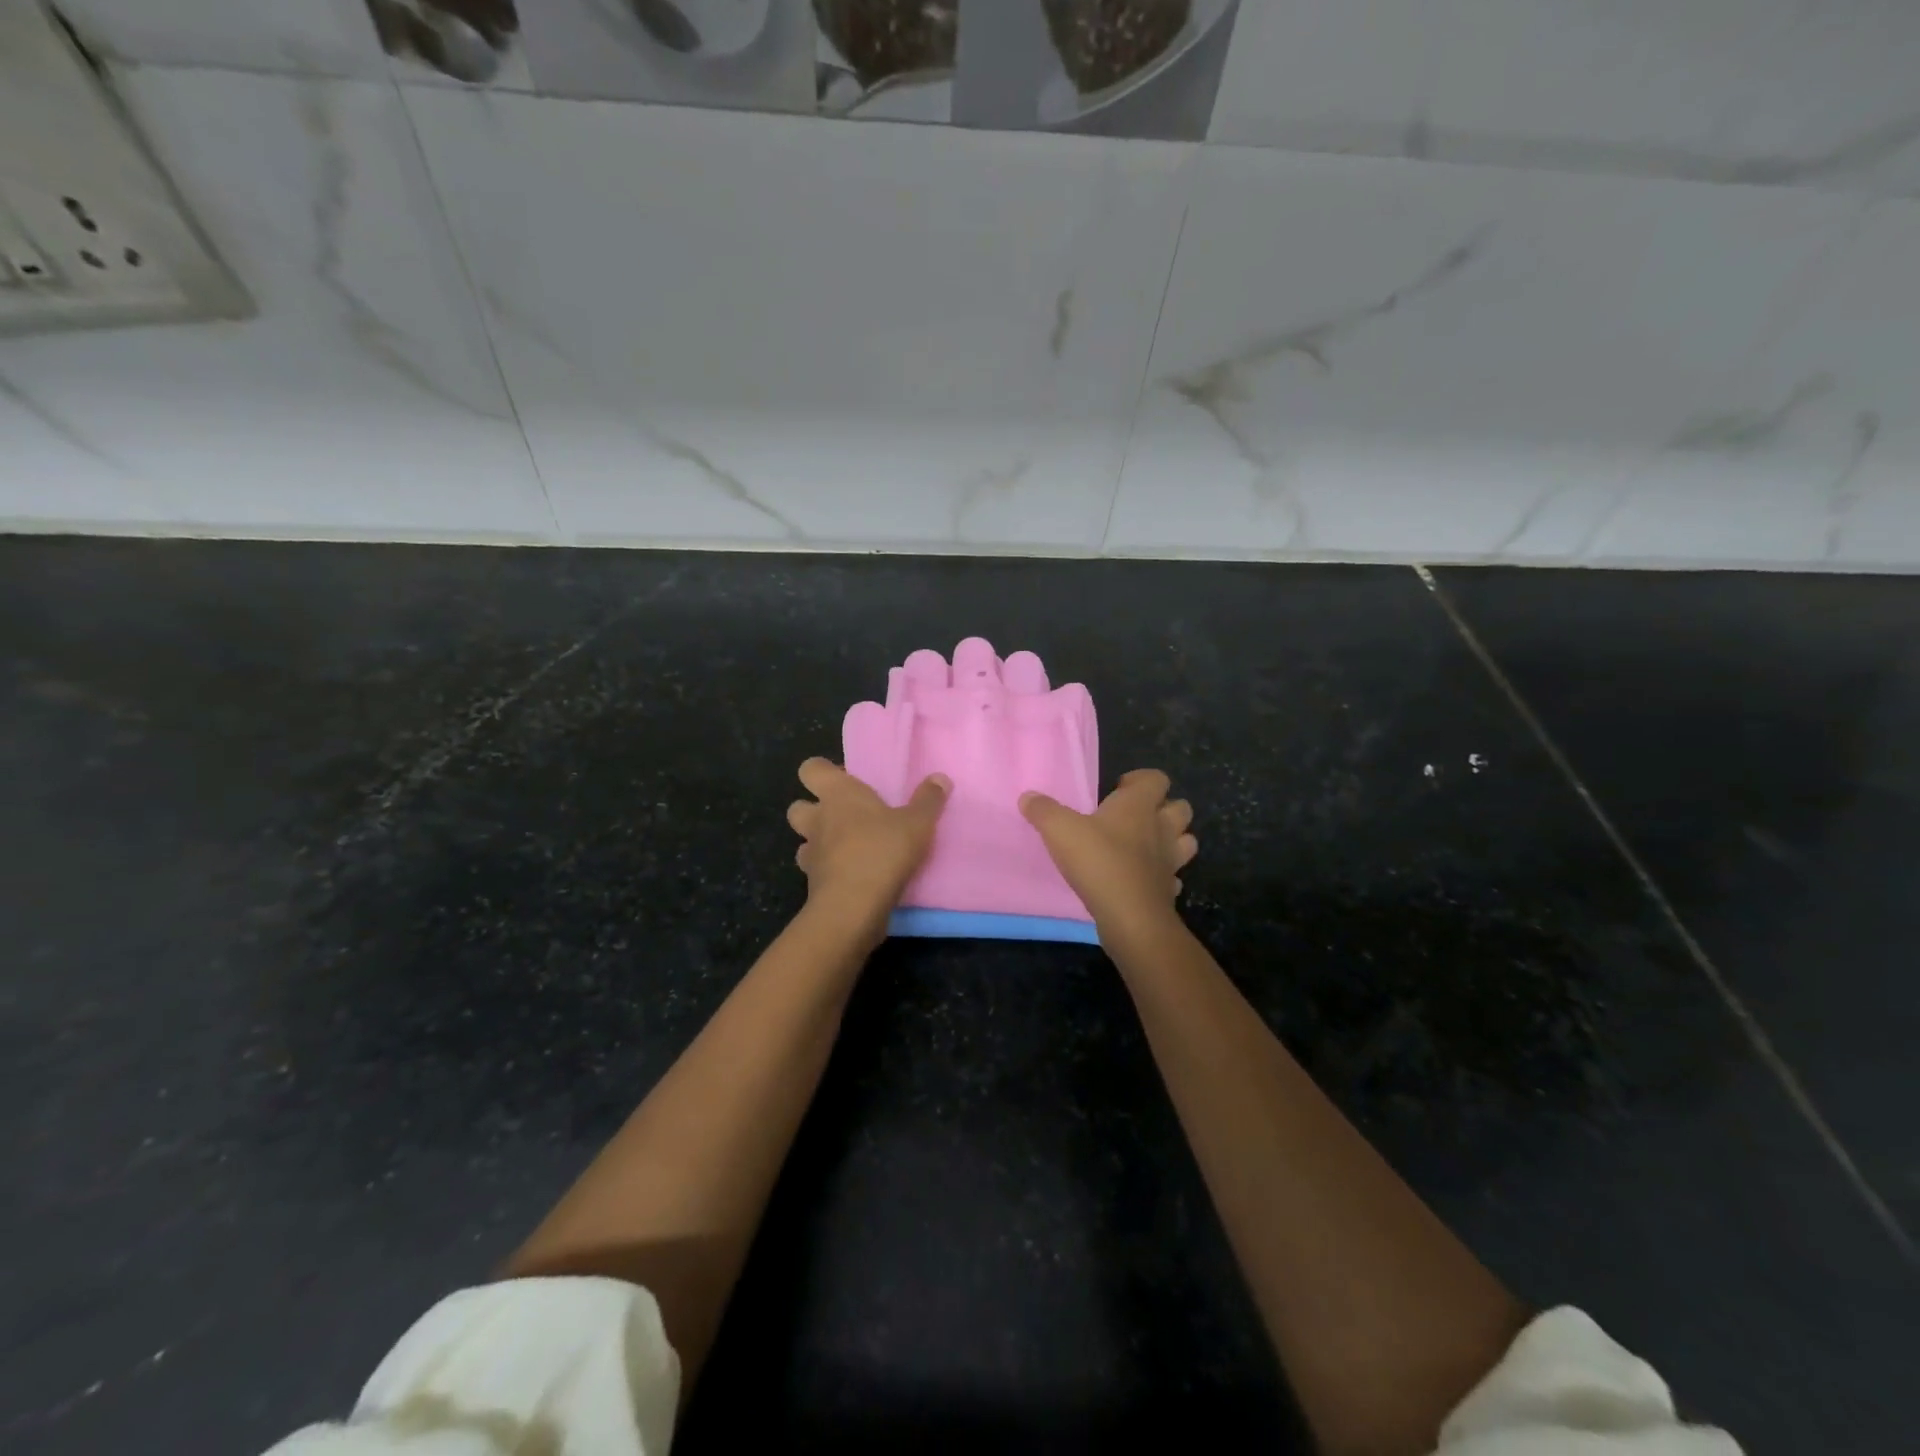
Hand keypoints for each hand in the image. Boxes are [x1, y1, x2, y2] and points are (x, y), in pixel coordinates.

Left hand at [787, 757, 950, 941]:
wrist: (853, 907)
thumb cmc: (882, 851)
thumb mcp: (917, 824)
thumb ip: (928, 800)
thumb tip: (940, 778)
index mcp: (838, 795)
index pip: (811, 769)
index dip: (823, 771)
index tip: (846, 779)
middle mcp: (817, 820)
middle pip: (797, 806)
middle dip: (813, 809)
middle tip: (845, 816)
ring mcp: (811, 854)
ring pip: (804, 841)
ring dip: (819, 843)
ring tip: (847, 848)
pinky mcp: (812, 884)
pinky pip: (815, 871)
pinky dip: (828, 871)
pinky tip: (851, 875)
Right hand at [1020, 769, 1197, 937]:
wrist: (1130, 916)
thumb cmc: (1098, 861)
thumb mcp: (1060, 830)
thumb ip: (1043, 811)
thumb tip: (1028, 797)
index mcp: (1139, 806)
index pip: (1156, 778)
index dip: (1141, 780)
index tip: (1118, 789)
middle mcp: (1162, 828)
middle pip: (1180, 807)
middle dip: (1163, 808)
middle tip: (1134, 817)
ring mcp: (1171, 861)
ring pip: (1186, 841)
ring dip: (1171, 840)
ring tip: (1145, 846)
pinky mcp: (1169, 890)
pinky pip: (1174, 877)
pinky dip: (1163, 876)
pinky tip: (1143, 880)